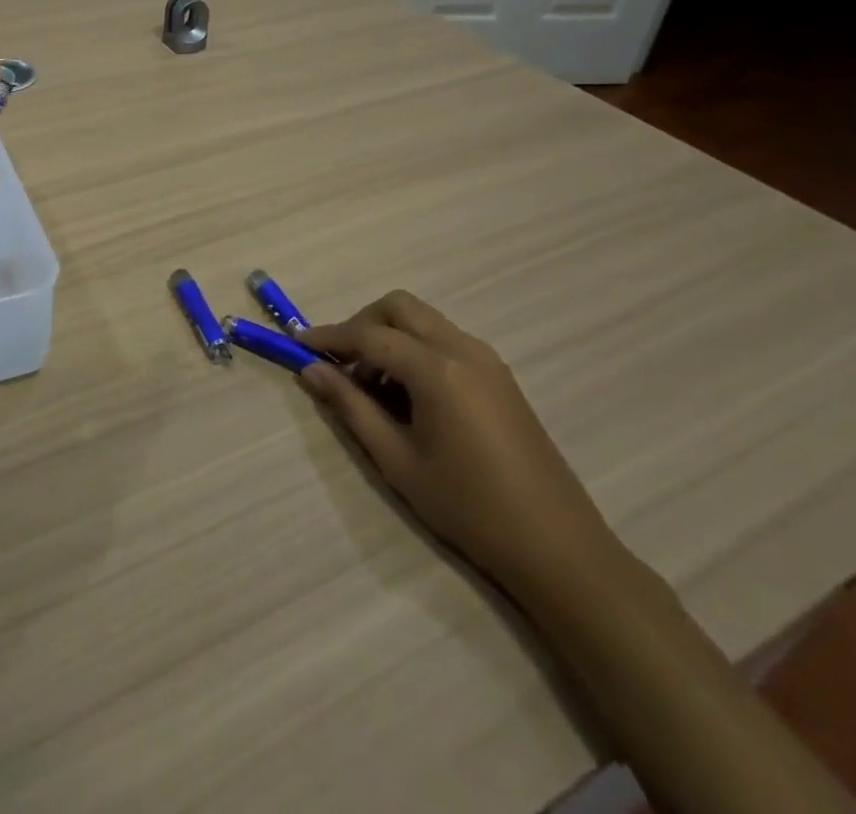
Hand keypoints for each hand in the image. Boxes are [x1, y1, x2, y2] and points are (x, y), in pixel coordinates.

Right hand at [300, 291, 624, 600]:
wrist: (557, 547)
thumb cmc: (468, 507)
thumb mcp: (397, 459)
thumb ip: (350, 407)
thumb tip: (310, 370)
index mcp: (437, 369)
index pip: (369, 335)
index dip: (329, 337)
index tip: (297, 345)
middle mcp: (463, 349)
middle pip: (399, 307)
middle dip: (362, 324)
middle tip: (340, 362)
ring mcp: (487, 360)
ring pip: (424, 321)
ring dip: (389, 337)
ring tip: (371, 386)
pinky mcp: (500, 377)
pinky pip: (445, 341)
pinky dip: (416, 350)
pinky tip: (408, 395)